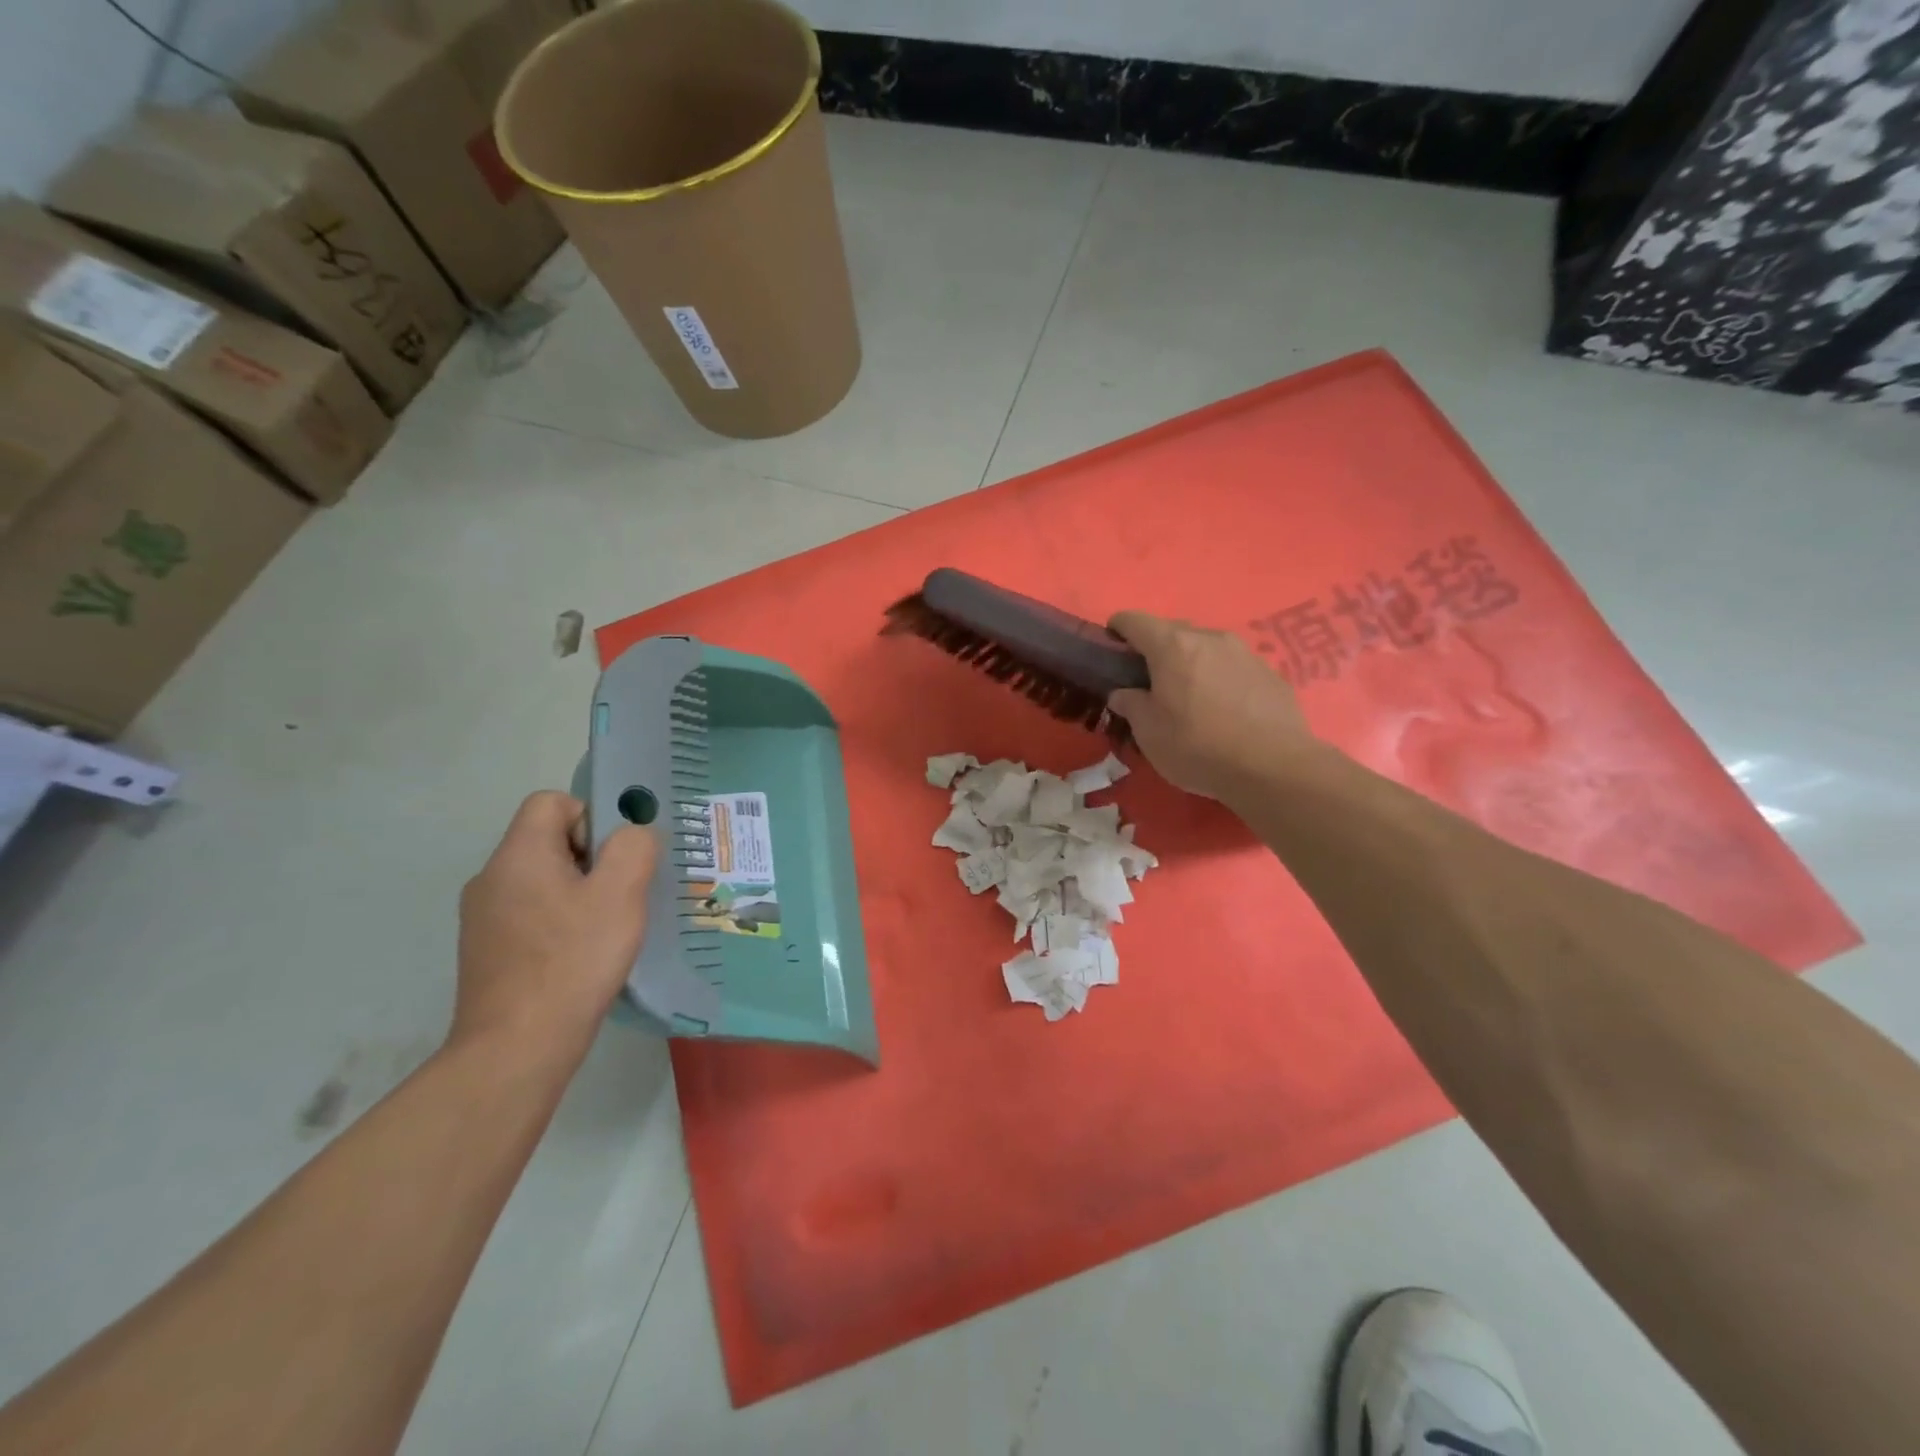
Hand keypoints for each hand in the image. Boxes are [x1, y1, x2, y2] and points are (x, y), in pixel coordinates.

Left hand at [453, 792, 658, 1061]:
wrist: (516, 1047)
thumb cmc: (573, 960)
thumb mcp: (620, 894)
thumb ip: (633, 848)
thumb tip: (630, 836)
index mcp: (518, 855)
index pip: (551, 801)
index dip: (590, 817)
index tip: (614, 859)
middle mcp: (490, 878)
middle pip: (547, 841)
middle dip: (590, 859)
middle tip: (619, 897)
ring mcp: (482, 918)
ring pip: (541, 880)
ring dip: (577, 894)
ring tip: (604, 930)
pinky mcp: (485, 951)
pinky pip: (530, 914)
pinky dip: (558, 923)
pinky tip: (578, 957)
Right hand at [1107, 612, 1320, 799]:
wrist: (1275, 767)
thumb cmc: (1198, 747)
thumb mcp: (1149, 733)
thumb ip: (1131, 705)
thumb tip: (1124, 693)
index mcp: (1172, 646)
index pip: (1134, 620)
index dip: (1117, 630)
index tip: (1112, 651)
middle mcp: (1209, 638)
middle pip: (1172, 631)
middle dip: (1155, 650)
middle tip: (1149, 684)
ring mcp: (1244, 652)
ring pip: (1206, 648)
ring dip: (1191, 664)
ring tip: (1190, 699)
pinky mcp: (1270, 672)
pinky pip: (1233, 667)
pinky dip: (1219, 679)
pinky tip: (1224, 712)